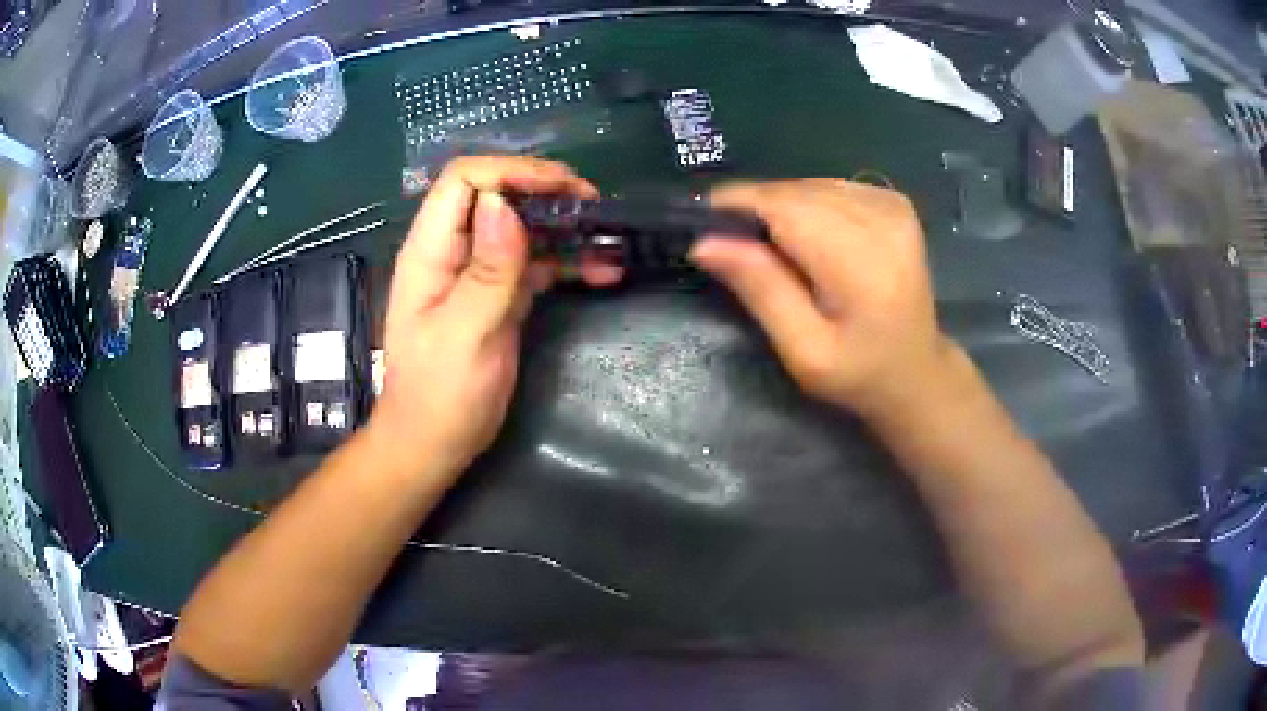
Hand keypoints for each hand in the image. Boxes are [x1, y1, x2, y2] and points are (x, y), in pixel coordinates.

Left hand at [368, 156, 597, 478]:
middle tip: (595, 206)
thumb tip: (504, 204)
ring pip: (522, 229)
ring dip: (565, 228)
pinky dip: (567, 262)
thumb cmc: (439, 396)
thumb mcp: (464, 335)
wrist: (434, 444)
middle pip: (497, 197)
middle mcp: (454, 252)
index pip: (464, 182)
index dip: (511, 173)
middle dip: (546, 193)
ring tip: (610, 238)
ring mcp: (478, 274)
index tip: (563, 187)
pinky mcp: (499, 297)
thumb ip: (487, 271)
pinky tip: (603, 270)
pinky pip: (535, 265)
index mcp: (431, 250)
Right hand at [691, 179, 957, 419]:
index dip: (738, 204)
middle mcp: (881, 218)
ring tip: (772, 246)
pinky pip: (830, 187)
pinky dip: (808, 204)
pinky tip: (809, 237)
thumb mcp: (802, 349)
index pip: (785, 205)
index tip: (702, 221)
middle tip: (733, 243)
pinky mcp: (893, 202)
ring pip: (809, 185)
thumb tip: (704, 242)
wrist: (917, 371)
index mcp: (861, 261)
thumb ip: (760, 289)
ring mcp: (891, 205)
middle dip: (757, 208)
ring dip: (781, 206)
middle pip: (795, 190)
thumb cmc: (858, 373)